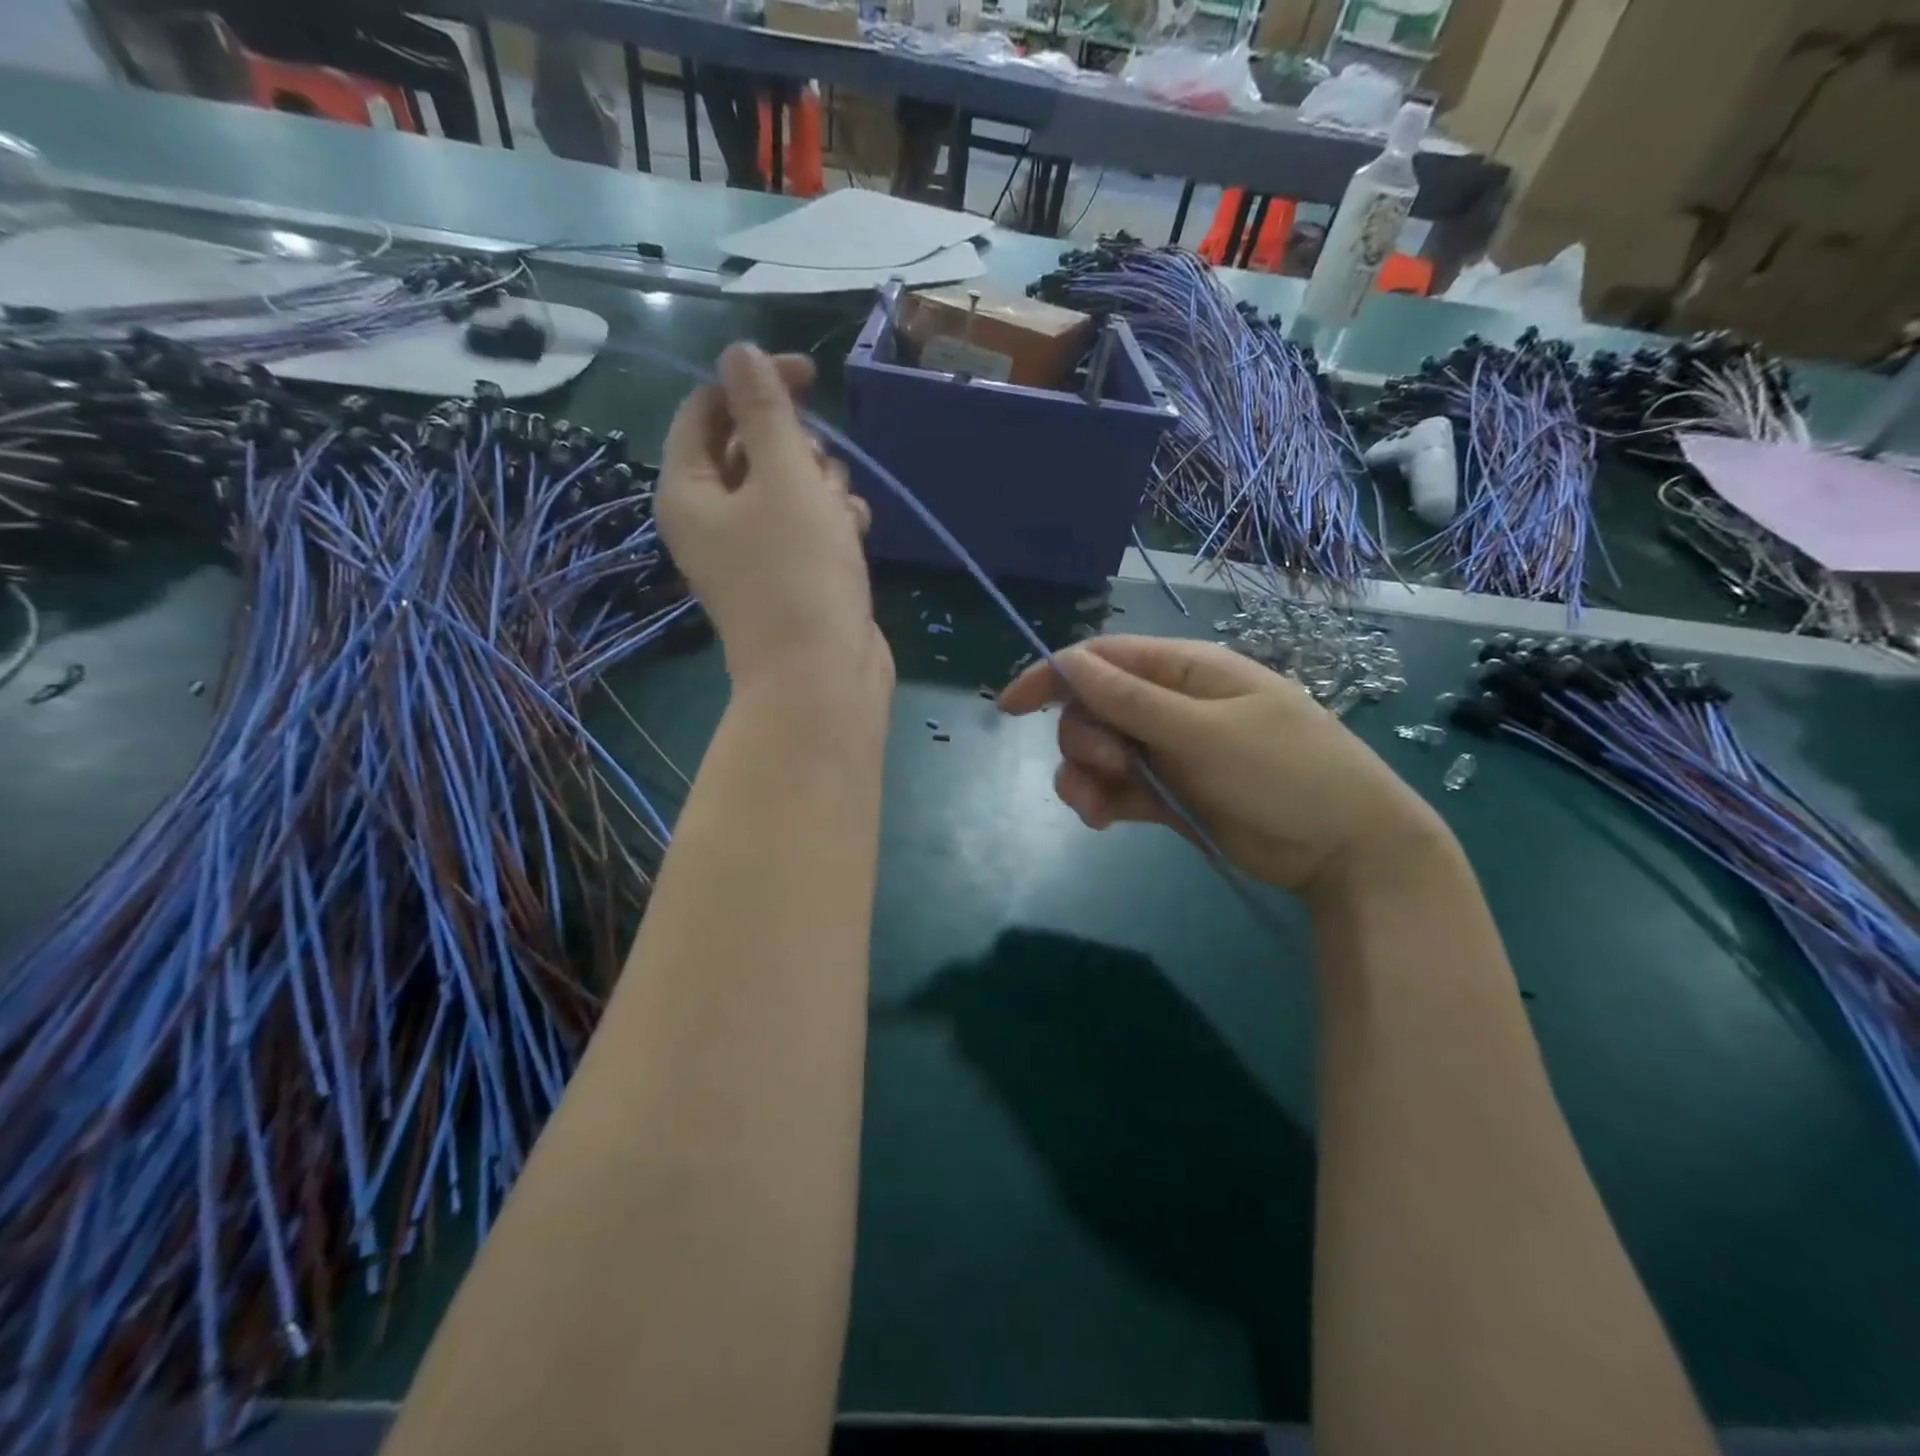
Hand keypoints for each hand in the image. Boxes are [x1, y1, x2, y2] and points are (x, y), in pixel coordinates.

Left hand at [659, 344, 890, 699]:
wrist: (822, 676)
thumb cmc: (799, 573)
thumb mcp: (785, 479)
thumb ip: (765, 411)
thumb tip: (739, 352)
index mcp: (688, 492)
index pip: (707, 410)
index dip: (754, 383)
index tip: (809, 377)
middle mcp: (711, 519)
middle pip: (750, 448)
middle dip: (796, 448)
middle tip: (820, 470)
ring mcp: (751, 552)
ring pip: (787, 487)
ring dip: (822, 485)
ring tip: (841, 512)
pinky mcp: (789, 576)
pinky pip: (807, 526)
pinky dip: (831, 521)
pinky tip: (855, 533)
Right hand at [999, 636, 1449, 902]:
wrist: (1346, 850)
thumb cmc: (1284, 774)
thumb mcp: (1204, 733)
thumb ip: (1132, 701)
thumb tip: (1070, 662)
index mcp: (1186, 671)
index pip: (1104, 659)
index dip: (1052, 676)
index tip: (1009, 708)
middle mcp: (1172, 704)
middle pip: (1094, 707)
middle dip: (1083, 737)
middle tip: (1108, 768)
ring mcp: (1170, 750)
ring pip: (1099, 750)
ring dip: (1084, 776)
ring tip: (1097, 808)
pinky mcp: (1169, 792)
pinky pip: (1116, 787)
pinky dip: (1101, 800)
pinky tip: (1103, 821)